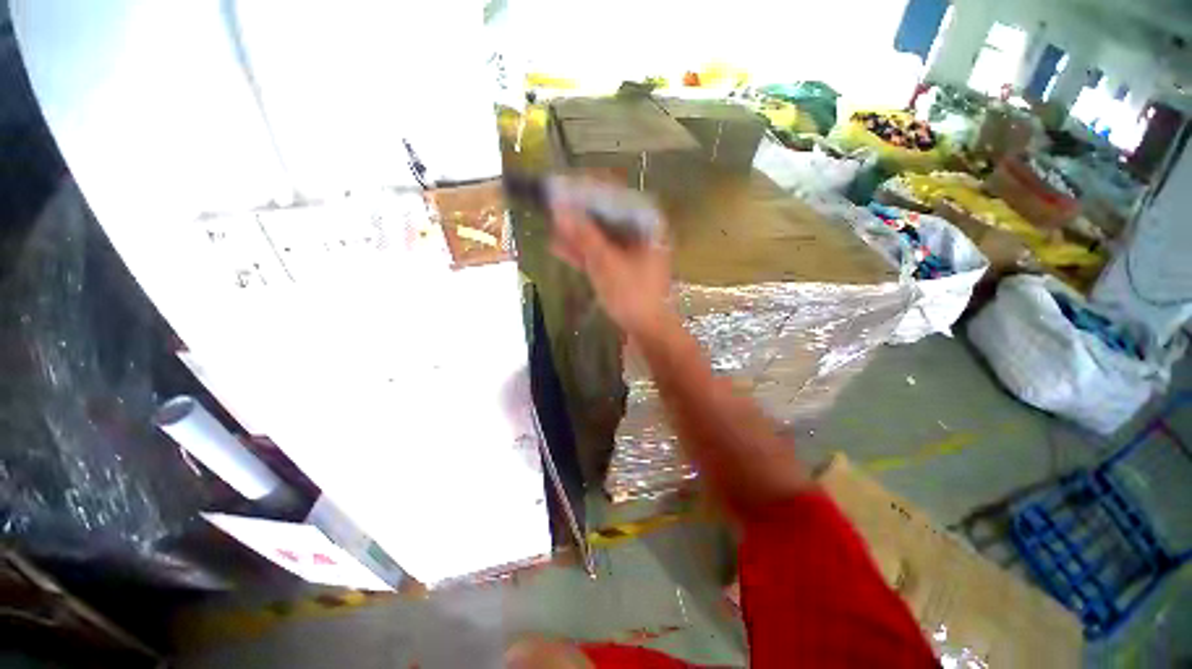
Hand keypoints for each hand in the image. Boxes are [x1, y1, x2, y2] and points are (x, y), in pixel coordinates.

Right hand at [549, 199, 672, 338]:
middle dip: (579, 214)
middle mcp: (642, 233)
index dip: (587, 190)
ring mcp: (633, 252)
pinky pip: (602, 253)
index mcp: (647, 224)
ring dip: (578, 234)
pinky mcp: (624, 269)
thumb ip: (583, 235)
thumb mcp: (605, 262)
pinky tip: (559, 247)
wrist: (649, 330)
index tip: (561, 188)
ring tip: (550, 226)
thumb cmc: (632, 293)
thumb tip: (559, 208)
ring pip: (602, 236)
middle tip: (552, 207)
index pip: (615, 195)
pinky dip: (583, 252)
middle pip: (607, 215)